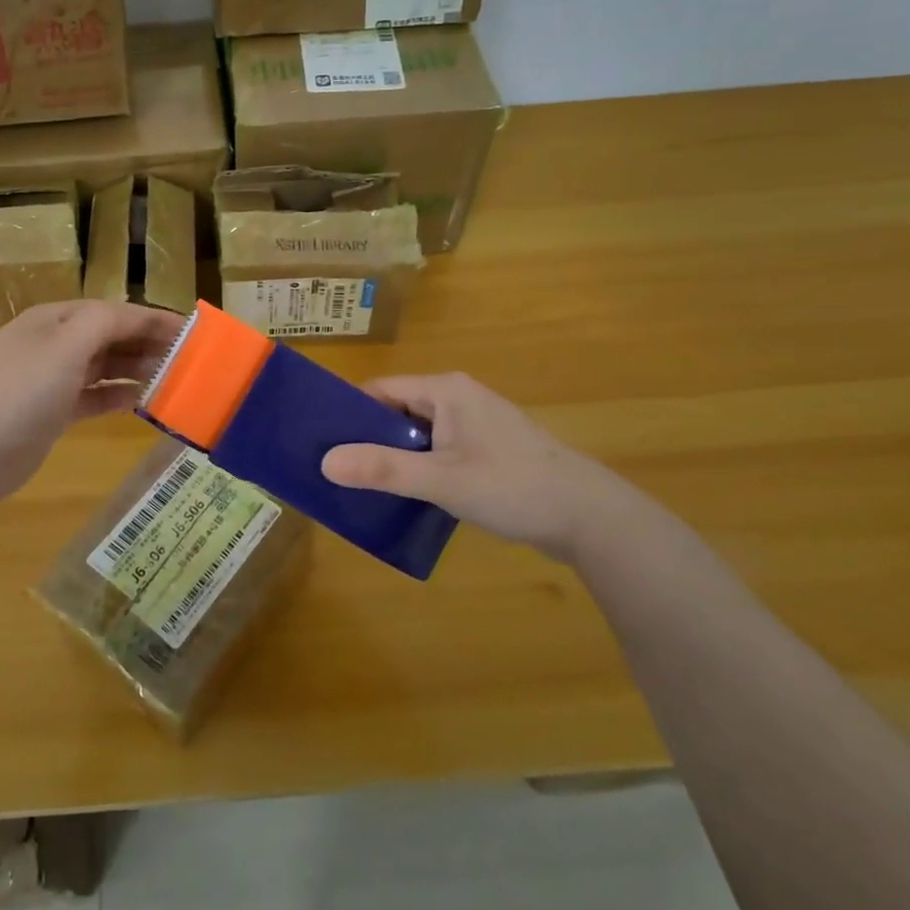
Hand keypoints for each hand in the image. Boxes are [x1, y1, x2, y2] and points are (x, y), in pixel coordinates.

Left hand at [0, 300, 183, 513]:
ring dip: (137, 370)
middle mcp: (53, 344)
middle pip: (110, 337)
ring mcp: (49, 380)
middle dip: (149, 345)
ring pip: (104, 367)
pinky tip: (143, 403)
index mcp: (54, 320)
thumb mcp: (62, 349)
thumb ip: (103, 324)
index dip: (154, 319)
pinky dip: (118, 397)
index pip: (114, 312)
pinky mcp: (50, 413)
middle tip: (192, 361)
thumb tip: (136, 315)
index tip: (194, 333)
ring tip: (175, 381)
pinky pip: (93, 397)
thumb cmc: (15, 394)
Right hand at [320, 373, 644, 561]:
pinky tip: (403, 495)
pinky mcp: (487, 450)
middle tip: (333, 469)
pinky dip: (418, 467)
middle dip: (366, 438)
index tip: (319, 441)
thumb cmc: (513, 487)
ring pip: (417, 434)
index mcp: (446, 390)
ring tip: (359, 484)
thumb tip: (324, 463)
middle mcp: (458, 398)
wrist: (591, 518)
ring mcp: (475, 424)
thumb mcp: (442, 480)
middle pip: (396, 410)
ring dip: (392, 456)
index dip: (347, 413)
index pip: (379, 390)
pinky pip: (438, 450)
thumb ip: (383, 470)